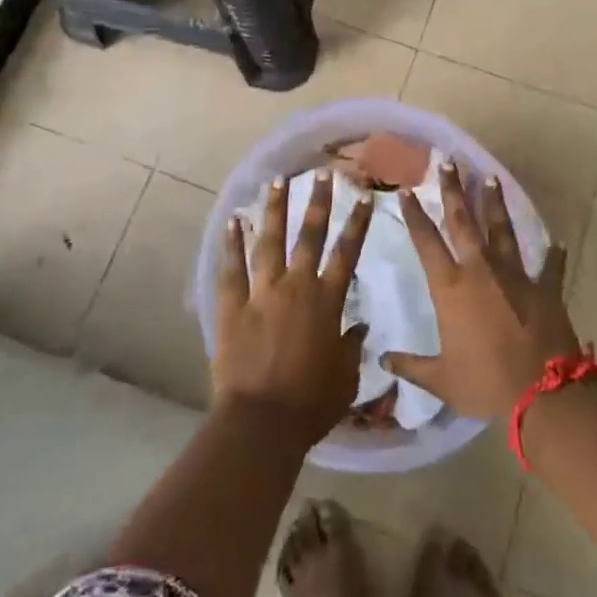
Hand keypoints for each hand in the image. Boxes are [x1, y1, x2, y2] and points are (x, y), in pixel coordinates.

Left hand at [214, 170, 371, 444]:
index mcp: (326, 301)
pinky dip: (232, 243)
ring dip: (274, 210)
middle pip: (309, 236)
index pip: (346, 253)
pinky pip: (232, 268)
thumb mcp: (345, 377)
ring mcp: (261, 293)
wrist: (262, 422)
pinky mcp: (232, 306)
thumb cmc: (311, 404)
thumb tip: (361, 324)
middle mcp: (296, 287)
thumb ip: (353, 346)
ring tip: (277, 181)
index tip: (364, 197)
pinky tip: (233, 221)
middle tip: (323, 174)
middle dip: (318, 202)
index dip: (357, 224)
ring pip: (269, 241)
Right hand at [383, 162, 578, 419]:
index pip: (426, 241)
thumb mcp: (442, 379)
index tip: (406, 190)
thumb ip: (412, 366)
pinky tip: (556, 242)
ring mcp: (515, 274)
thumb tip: (382, 361)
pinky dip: (553, 255)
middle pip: (463, 220)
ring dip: (495, 203)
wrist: (542, 393)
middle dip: (453, 189)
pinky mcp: (544, 287)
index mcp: (451, 287)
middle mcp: (480, 270)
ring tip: (490, 177)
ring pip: (501, 229)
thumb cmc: (485, 383)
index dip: (414, 215)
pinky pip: (550, 266)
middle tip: (448, 161)